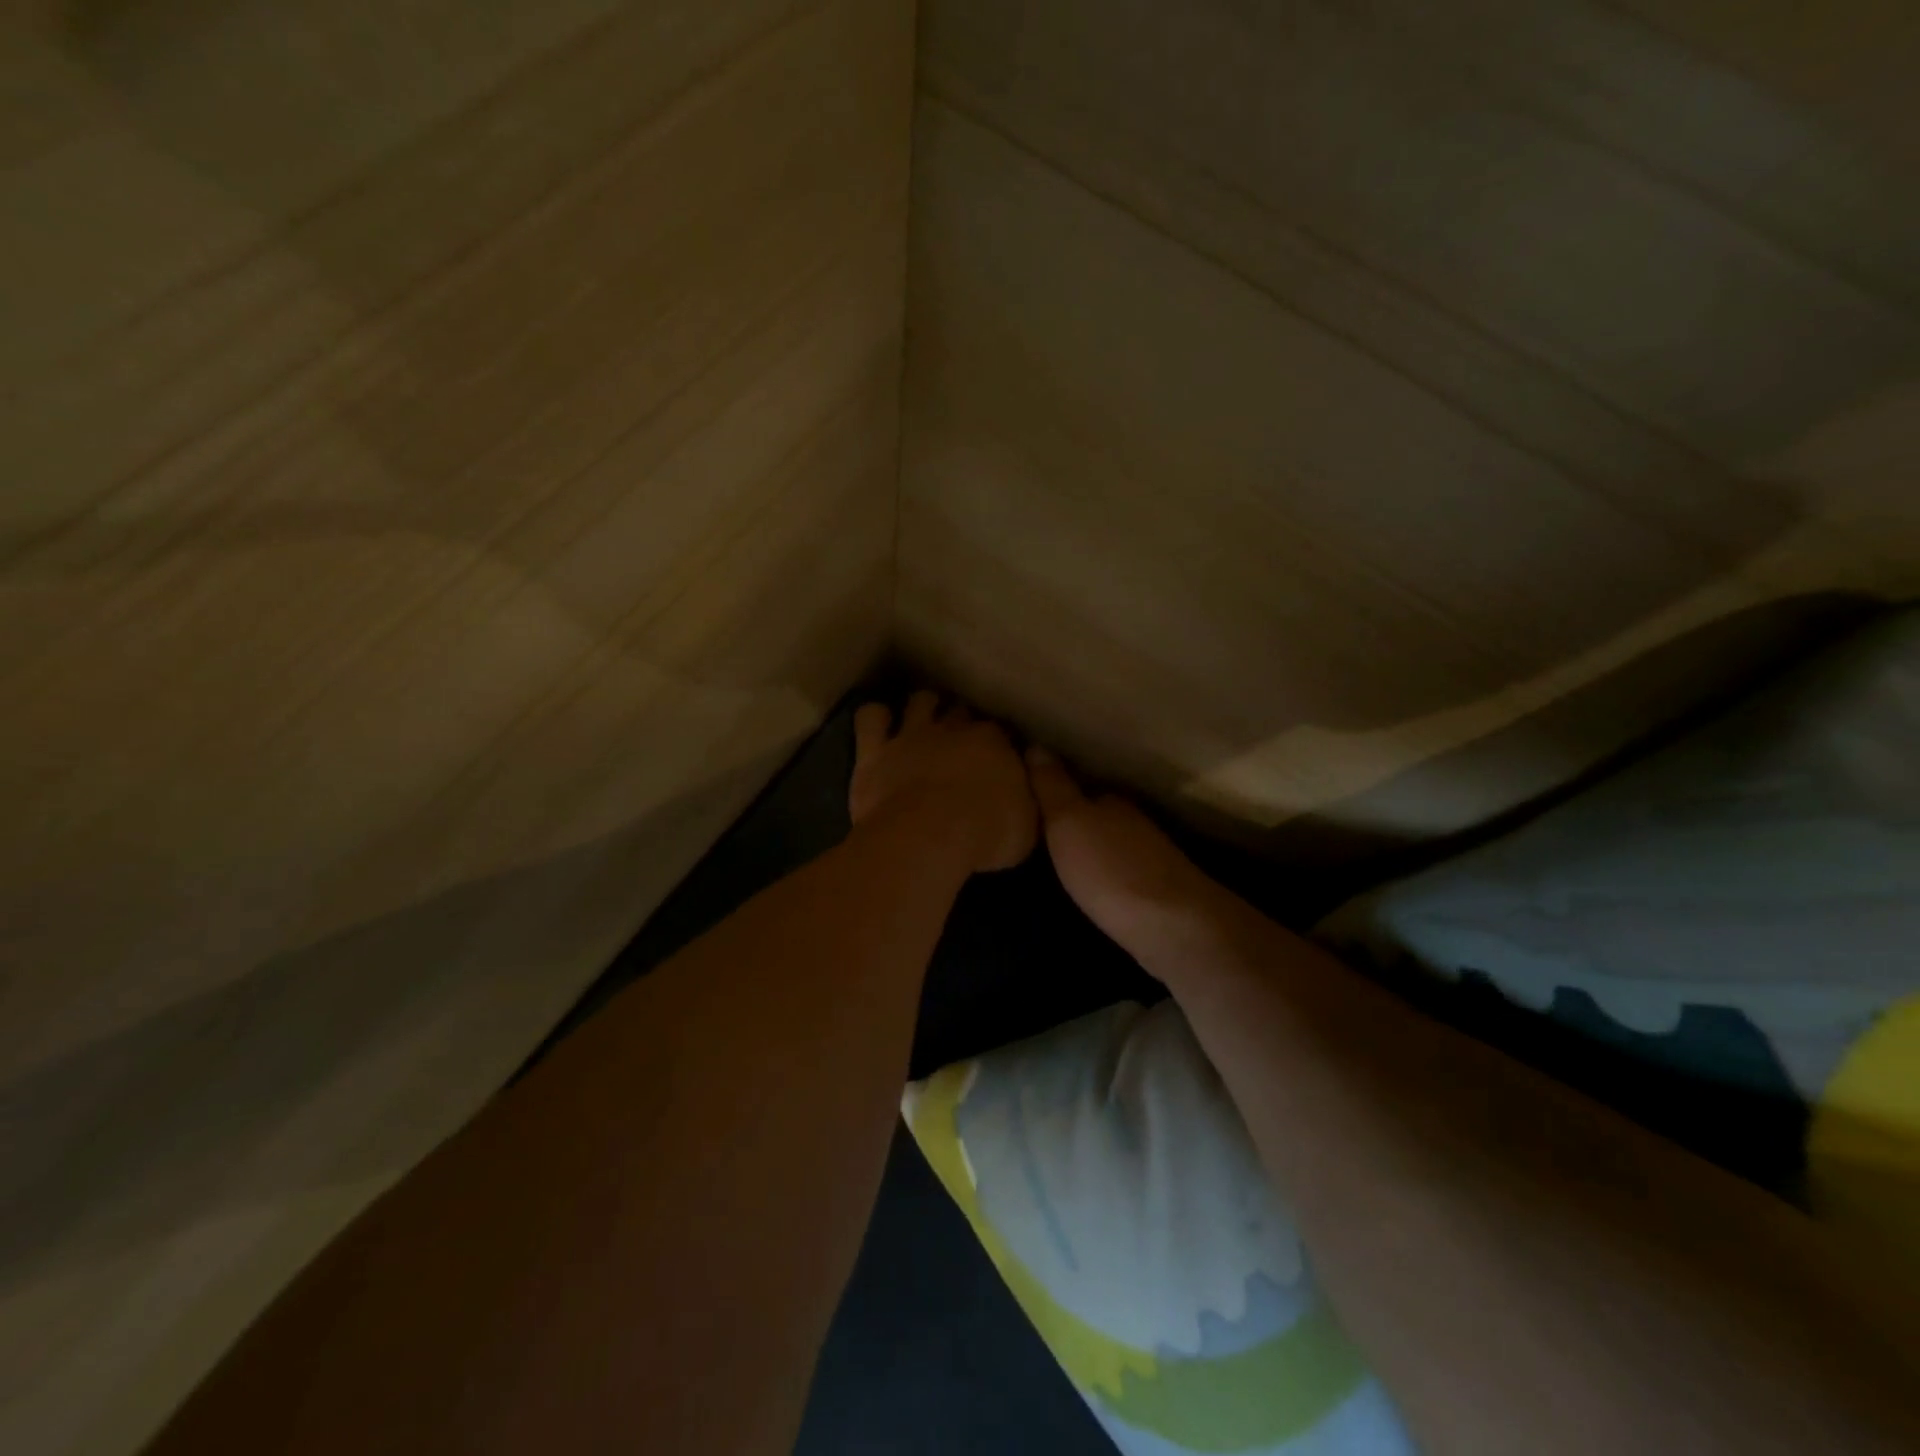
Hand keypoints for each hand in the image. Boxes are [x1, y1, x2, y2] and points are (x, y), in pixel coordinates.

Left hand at [850, 692, 1037, 872]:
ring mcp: (911, 736)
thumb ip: (1024, 798)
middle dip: (962, 723)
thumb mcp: (1027, 824)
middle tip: (962, 743)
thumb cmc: (985, 835)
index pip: (1000, 732)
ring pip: (920, 701)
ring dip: (923, 707)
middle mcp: (953, 729)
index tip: (999, 760)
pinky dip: (875, 716)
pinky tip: (879, 723)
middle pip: (960, 713)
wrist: (927, 839)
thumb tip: (1023, 789)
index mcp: (994, 743)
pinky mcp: (875, 751)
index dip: (999, 744)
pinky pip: (870, 717)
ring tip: (924, 720)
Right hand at [1025, 746, 1218, 950]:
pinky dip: (1103, 874)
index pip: (1078, 788)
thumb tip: (1036, 745)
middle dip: (1070, 823)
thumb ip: (1052, 787)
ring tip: (1055, 861)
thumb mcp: (1068, 822)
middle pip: (1094, 816)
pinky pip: (1119, 872)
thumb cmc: (1111, 868)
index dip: (1053, 794)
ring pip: (1108, 844)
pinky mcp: (1155, 891)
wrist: (1172, 927)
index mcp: (1111, 801)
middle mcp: (1132, 823)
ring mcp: (1149, 857)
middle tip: (1034, 835)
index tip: (1027, 803)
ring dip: (1087, 849)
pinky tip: (1089, 887)